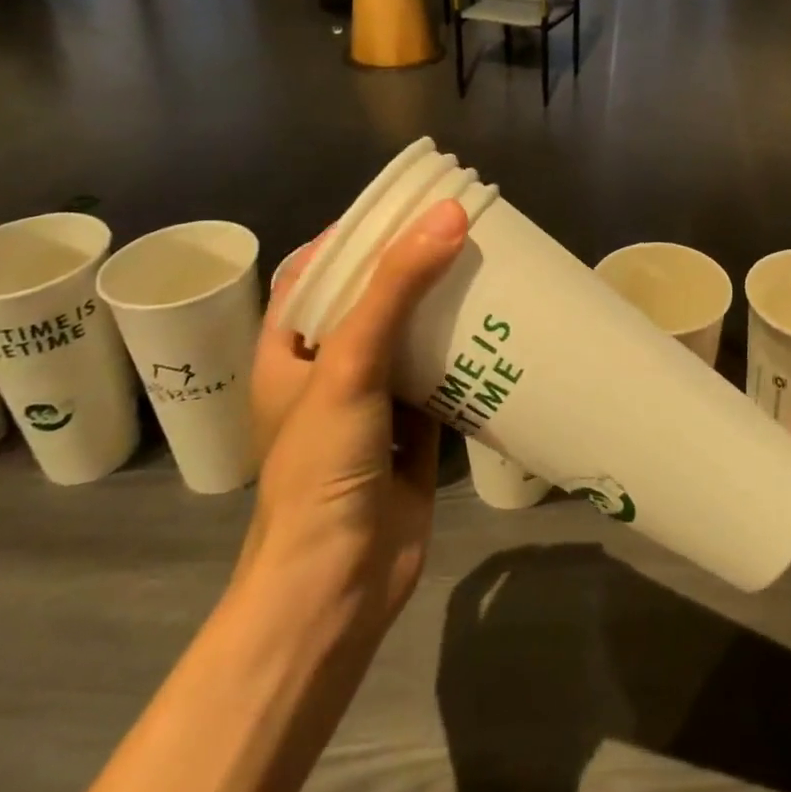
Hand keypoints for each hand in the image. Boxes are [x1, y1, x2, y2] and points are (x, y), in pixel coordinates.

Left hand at [238, 200, 469, 627]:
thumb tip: (449, 215)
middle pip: (371, 300)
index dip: (352, 234)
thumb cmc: (321, 467)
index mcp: (291, 349)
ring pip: (410, 339)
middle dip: (410, 267)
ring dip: (443, 309)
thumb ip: (396, 288)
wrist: (336, 587)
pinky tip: (499, 330)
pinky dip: (465, 357)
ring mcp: (372, 403)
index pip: (316, 271)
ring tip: (487, 267)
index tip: (402, 204)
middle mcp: (329, 370)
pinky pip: (440, 379)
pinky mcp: (412, 432)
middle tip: (461, 230)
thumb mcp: (350, 364)